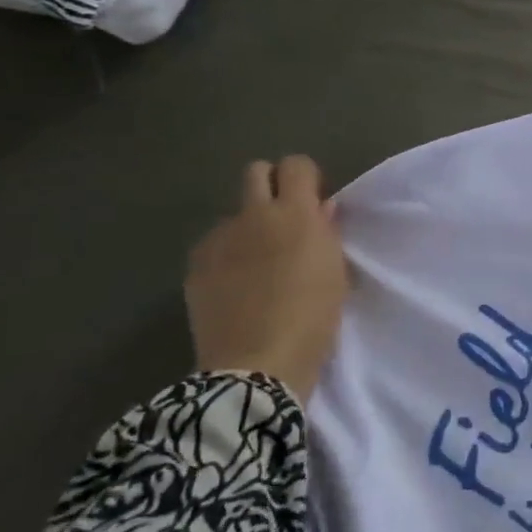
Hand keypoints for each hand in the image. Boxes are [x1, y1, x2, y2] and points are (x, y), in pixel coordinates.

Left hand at [185, 156, 349, 402]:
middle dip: (272, 185)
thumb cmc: (313, 318)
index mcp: (295, 214)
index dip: (307, 177)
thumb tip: (321, 209)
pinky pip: (215, 245)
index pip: (296, 165)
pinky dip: (228, 254)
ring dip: (250, 226)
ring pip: (235, 213)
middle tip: (286, 219)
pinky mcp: (195, 266)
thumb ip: (327, 233)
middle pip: (256, 172)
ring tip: (260, 263)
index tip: (315, 202)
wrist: (258, 366)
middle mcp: (253, 216)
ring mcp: (218, 240)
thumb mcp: (335, 273)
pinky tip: (238, 284)